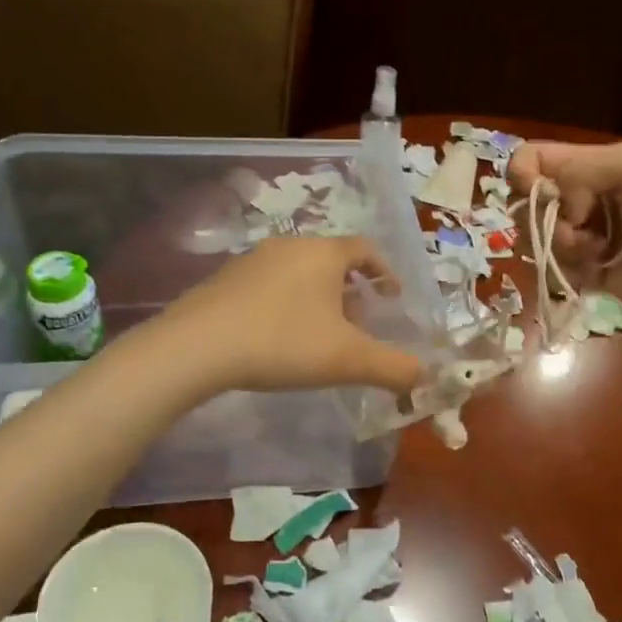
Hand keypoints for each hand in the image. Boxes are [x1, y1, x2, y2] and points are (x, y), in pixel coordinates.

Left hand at [158, 237, 426, 395]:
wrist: (196, 347)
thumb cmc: (283, 342)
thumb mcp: (347, 359)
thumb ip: (392, 367)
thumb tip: (424, 376)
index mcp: (323, 253)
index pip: (366, 249)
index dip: (385, 271)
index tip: (393, 297)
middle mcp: (289, 246)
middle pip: (332, 261)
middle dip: (352, 291)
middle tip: (359, 326)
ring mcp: (252, 260)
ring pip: (299, 273)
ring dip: (318, 299)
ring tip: (319, 336)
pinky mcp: (224, 280)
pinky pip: (269, 286)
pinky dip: (286, 305)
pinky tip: (277, 339)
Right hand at [509, 139, 621, 314]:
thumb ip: (577, 167)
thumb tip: (546, 198)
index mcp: (589, 165)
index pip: (532, 160)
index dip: (522, 175)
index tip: (534, 192)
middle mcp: (579, 198)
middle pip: (526, 202)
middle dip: (542, 217)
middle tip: (573, 228)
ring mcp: (581, 236)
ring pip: (536, 238)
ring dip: (556, 246)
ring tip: (591, 253)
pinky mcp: (586, 271)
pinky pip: (552, 269)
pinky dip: (566, 270)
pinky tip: (595, 270)